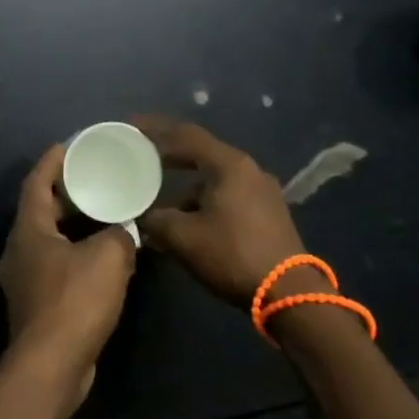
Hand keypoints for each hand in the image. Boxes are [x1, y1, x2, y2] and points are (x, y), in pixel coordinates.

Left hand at [0, 144, 136, 418]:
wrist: (51, 366)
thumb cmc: (74, 302)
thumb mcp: (108, 257)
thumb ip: (120, 234)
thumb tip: (125, 231)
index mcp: (29, 230)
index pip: (36, 182)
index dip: (52, 161)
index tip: (69, 144)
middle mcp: (20, 250)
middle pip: (41, 210)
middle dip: (66, 193)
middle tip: (95, 178)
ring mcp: (25, 279)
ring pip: (50, 240)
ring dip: (75, 226)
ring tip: (105, 214)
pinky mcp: (37, 304)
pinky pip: (57, 266)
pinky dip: (77, 254)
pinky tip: (104, 258)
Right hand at [132, 115, 311, 307]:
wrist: (289, 293)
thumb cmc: (232, 255)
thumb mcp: (183, 237)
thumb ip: (155, 219)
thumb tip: (139, 215)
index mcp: (229, 165)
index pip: (185, 135)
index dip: (154, 128)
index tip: (130, 126)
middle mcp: (248, 170)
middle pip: (200, 152)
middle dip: (168, 154)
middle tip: (139, 155)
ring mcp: (261, 191)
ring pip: (213, 178)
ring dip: (183, 185)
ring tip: (156, 198)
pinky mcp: (266, 212)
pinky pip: (225, 194)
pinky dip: (200, 200)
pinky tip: (183, 220)